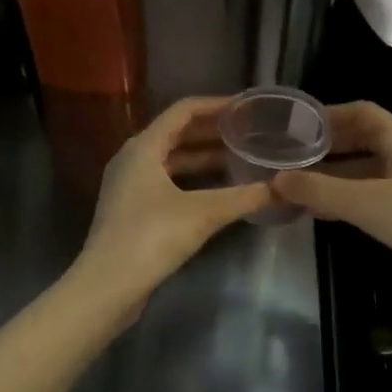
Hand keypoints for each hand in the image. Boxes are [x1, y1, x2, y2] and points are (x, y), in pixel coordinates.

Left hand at [74, 96, 270, 308]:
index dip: (216, 105)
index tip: (245, 107)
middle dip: (213, 132)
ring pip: (171, 159)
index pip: (184, 110)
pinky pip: (166, 180)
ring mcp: (129, 184)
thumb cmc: (151, 237)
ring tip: (239, 159)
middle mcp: (133, 158)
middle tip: (248, 132)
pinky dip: (192, 179)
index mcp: (144, 146)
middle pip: (177, 133)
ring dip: (203, 157)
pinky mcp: (131, 209)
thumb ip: (244, 197)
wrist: (105, 287)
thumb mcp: (203, 214)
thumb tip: (285, 188)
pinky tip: (217, 191)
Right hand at [269, 101, 391, 321]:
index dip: (328, 115)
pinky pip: (376, 196)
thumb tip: (275, 180)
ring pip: (367, 171)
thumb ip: (320, 191)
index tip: (295, 126)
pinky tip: (329, 214)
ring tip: (299, 188)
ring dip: (335, 177)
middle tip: (290, 159)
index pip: (361, 112)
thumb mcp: (367, 204)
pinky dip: (350, 199)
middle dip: (327, 148)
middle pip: (362, 140)